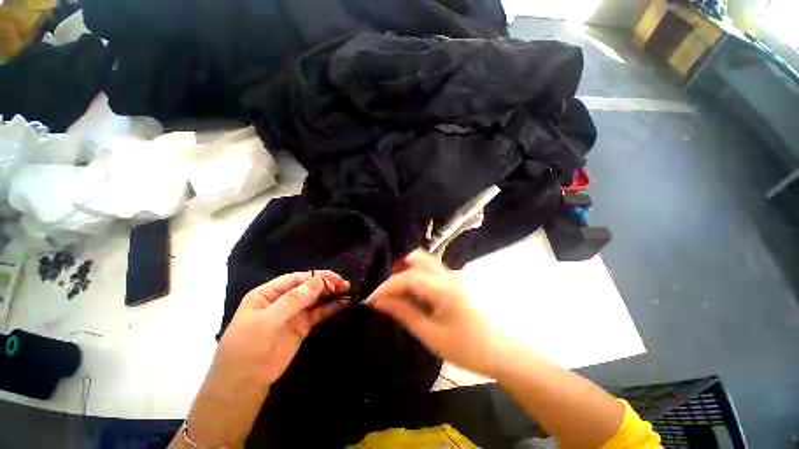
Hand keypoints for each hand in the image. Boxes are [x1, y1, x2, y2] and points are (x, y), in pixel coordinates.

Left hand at [184, 271, 349, 447]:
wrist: (243, 385)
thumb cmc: (247, 348)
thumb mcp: (265, 322)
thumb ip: (292, 301)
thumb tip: (319, 282)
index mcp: (268, 294)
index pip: (296, 279)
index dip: (316, 277)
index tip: (334, 279)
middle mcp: (282, 300)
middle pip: (308, 287)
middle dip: (326, 284)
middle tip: (345, 285)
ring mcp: (293, 314)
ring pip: (315, 299)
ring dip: (331, 294)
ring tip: (348, 291)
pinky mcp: (302, 326)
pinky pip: (318, 313)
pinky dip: (331, 308)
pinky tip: (343, 304)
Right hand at [366, 250, 508, 376]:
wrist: (502, 351)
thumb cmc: (467, 348)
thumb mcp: (431, 335)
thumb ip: (404, 314)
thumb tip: (380, 302)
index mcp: (443, 288)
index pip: (408, 277)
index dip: (386, 287)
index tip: (371, 300)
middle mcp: (448, 275)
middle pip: (417, 258)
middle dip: (398, 274)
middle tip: (390, 296)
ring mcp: (453, 276)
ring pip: (424, 263)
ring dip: (408, 276)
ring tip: (401, 299)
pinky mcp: (455, 281)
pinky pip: (431, 272)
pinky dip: (418, 280)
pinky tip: (417, 299)